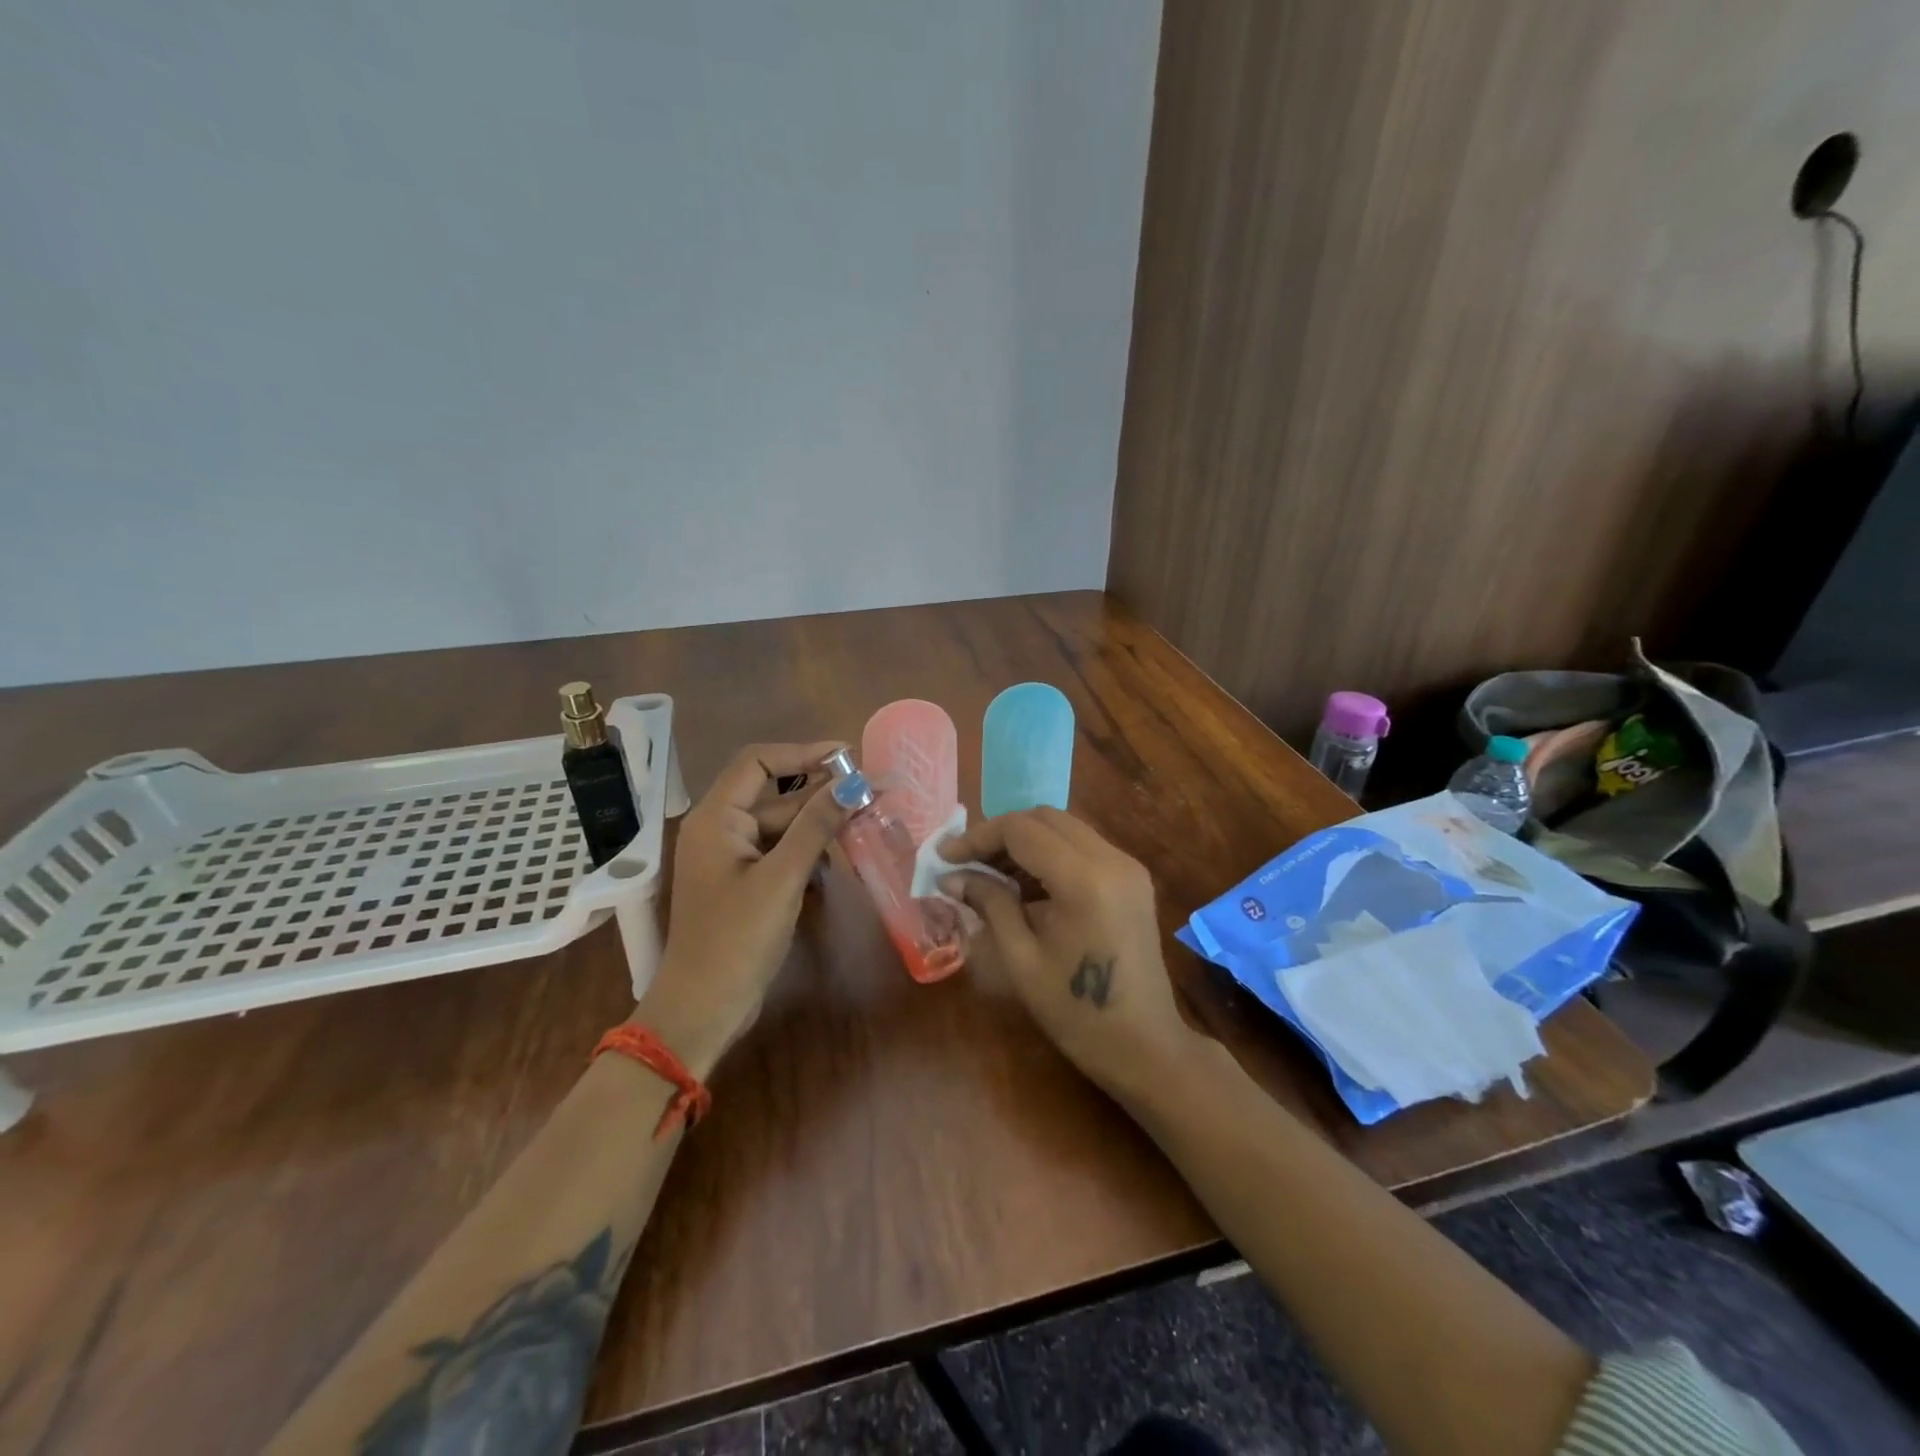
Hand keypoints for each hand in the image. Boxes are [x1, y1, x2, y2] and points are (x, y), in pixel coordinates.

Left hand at [636, 742, 845, 1072]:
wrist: (704, 1008)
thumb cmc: (737, 938)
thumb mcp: (782, 878)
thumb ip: (816, 826)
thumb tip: (853, 782)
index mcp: (716, 818)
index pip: (758, 762)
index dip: (802, 753)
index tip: (847, 756)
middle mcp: (720, 829)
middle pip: (775, 795)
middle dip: (821, 792)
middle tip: (871, 791)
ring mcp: (732, 858)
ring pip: (781, 825)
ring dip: (819, 824)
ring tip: (864, 821)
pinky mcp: (745, 882)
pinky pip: (780, 852)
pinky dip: (807, 851)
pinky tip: (836, 860)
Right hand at [938, 807, 1189, 1092]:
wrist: (1145, 1047)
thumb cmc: (1076, 1012)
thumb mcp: (1022, 958)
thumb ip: (989, 904)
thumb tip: (950, 877)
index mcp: (1084, 879)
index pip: (1021, 830)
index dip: (978, 838)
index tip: (945, 858)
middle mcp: (1111, 859)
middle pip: (1045, 819)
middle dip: (1000, 834)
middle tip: (966, 863)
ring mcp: (1128, 866)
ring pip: (1065, 829)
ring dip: (1025, 842)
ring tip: (989, 875)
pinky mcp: (1133, 879)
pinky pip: (1083, 847)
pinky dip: (1050, 854)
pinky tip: (1025, 885)